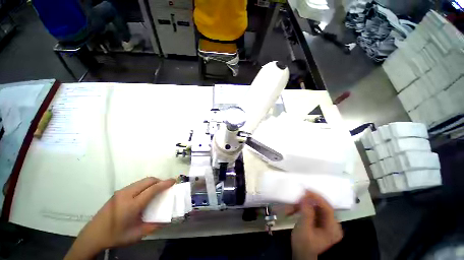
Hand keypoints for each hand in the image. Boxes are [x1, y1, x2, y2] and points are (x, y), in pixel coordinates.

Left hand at [64, 177, 175, 259]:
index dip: (165, 183)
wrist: (93, 235)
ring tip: (156, 190)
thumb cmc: (116, 236)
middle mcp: (126, 194)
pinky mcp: (118, 192)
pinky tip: (145, 194)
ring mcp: (121, 192)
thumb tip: (167, 219)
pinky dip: (145, 185)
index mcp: (132, 205)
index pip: (152, 189)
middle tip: (166, 187)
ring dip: (152, 182)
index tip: (174, 181)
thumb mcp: (137, 235)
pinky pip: (136, 184)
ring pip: (142, 181)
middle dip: (160, 181)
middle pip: (148, 181)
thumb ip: (154, 226)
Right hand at [288, 191, 342, 259]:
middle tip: (295, 199)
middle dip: (306, 202)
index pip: (328, 208)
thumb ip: (306, 213)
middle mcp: (332, 224)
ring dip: (301, 206)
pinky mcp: (318, 221)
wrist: (302, 255)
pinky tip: (292, 210)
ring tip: (290, 208)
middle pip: (320, 207)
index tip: (305, 190)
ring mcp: (325, 223)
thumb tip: (305, 196)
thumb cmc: (304, 245)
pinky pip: (311, 210)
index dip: (317, 198)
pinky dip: (301, 209)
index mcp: (333, 228)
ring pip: (314, 207)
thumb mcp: (304, 230)